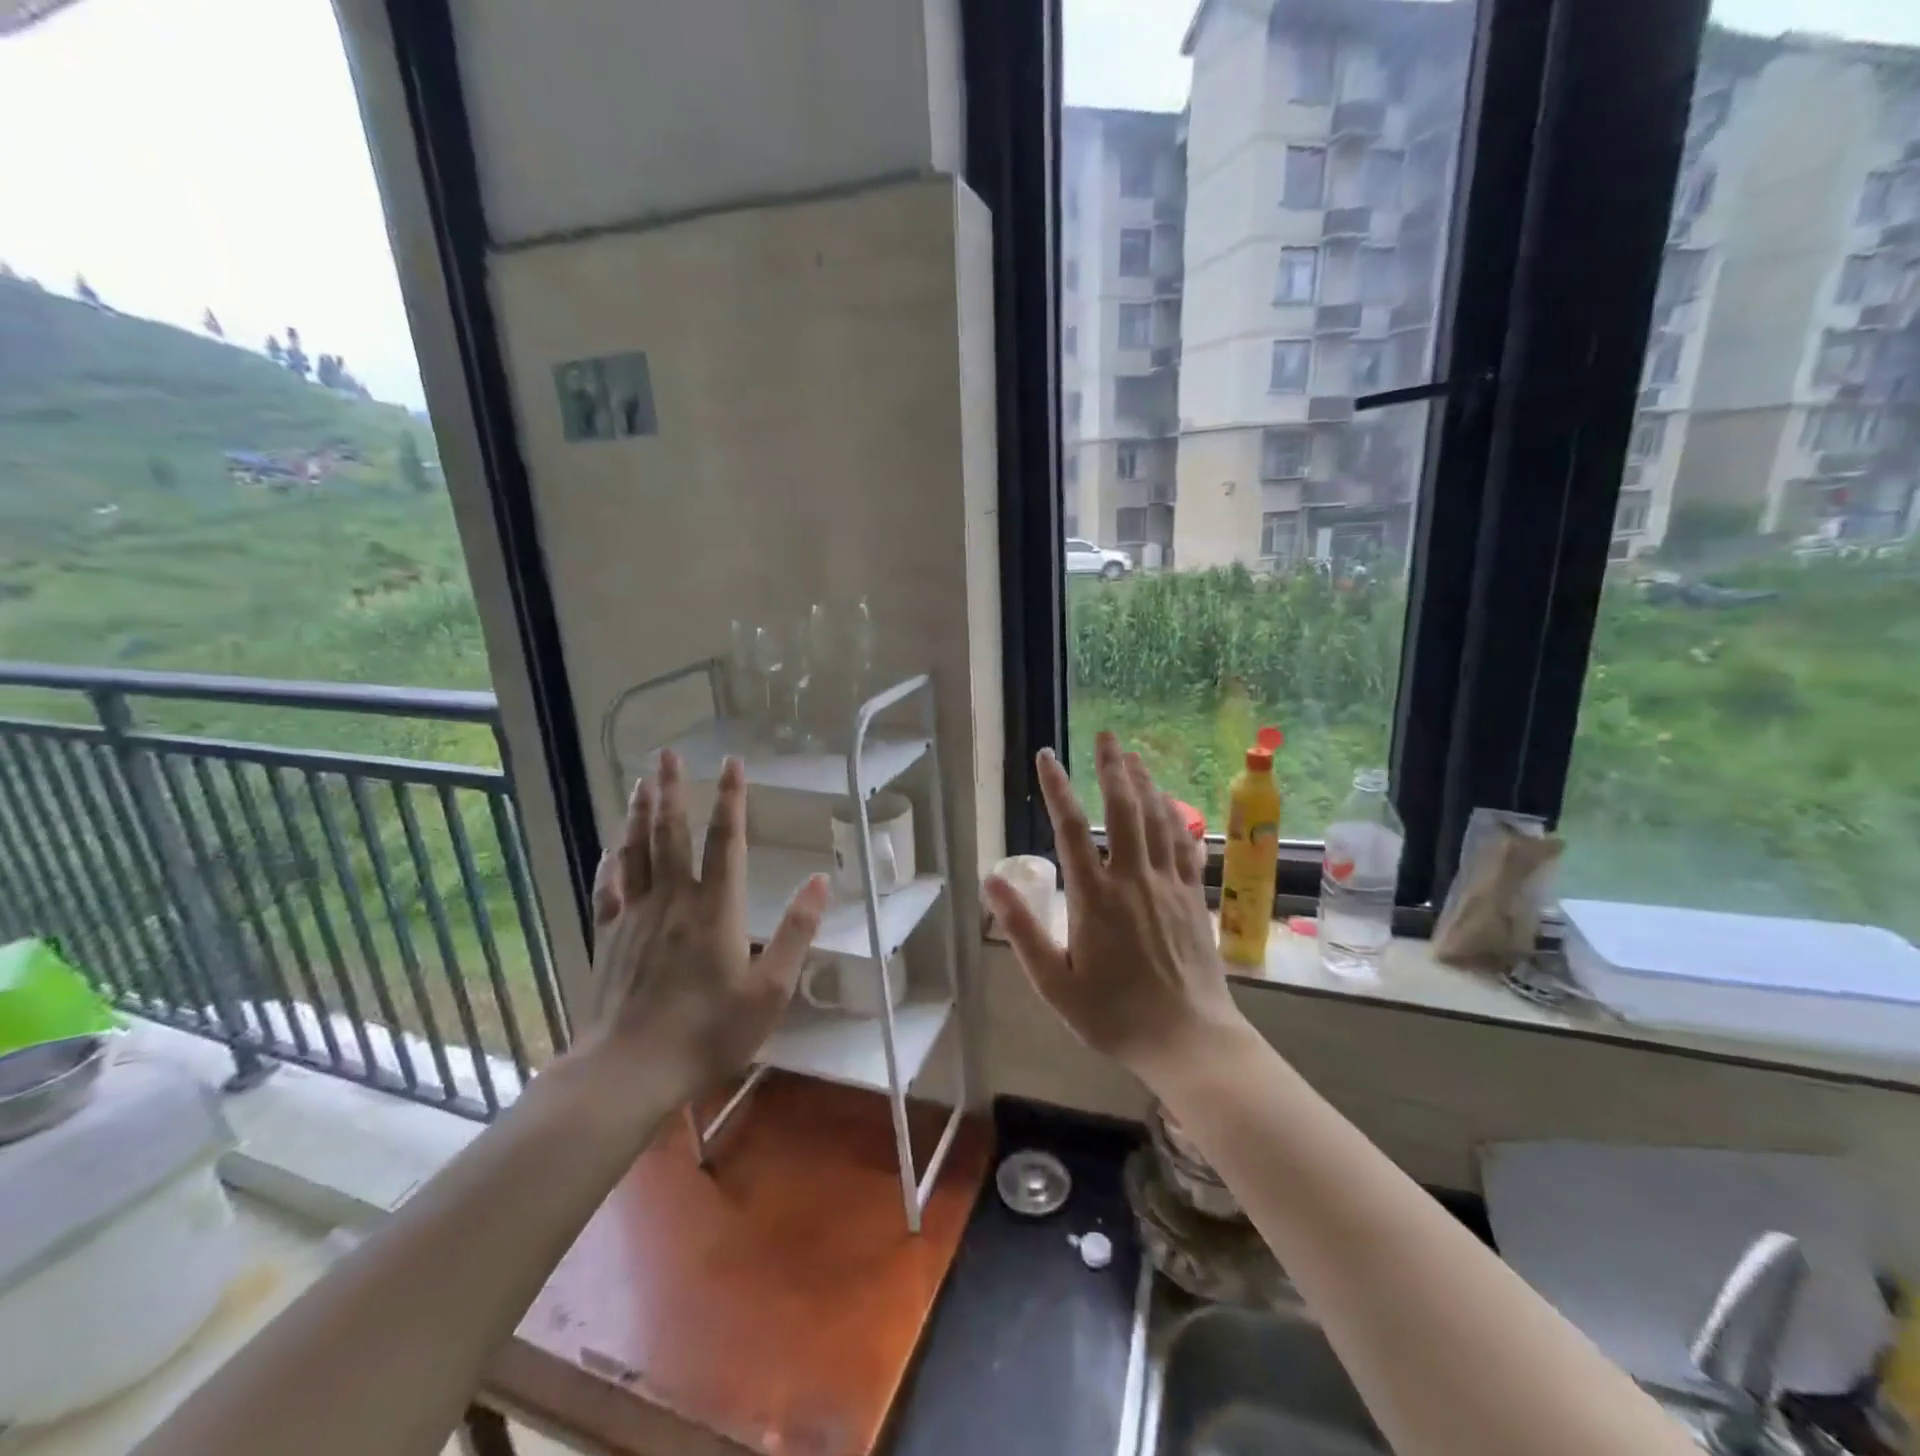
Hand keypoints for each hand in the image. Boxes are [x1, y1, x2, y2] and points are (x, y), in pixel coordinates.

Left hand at [576, 749, 829, 1102]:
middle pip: (671, 832)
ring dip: (641, 813)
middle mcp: (672, 900)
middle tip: (668, 753)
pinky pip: (609, 886)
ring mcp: (635, 916)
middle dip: (672, 789)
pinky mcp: (609, 937)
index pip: (724, 840)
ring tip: (644, 781)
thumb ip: (796, 933)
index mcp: (715, 908)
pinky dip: (612, 860)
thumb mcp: (769, 991)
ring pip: (636, 851)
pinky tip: (612, 846)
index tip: (731, 762)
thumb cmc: (707, 1033)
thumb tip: (821, 881)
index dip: (731, 799)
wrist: (627, 1071)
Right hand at [984, 732, 1248, 1089]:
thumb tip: (992, 880)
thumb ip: (1022, 930)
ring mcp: (1169, 885)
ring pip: (1158, 820)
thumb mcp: (1054, 984)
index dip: (1057, 788)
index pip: (1072, 829)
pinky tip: (1171, 804)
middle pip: (1124, 809)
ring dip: (1145, 783)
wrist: (1189, 1040)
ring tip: (1134, 756)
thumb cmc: (1114, 1016)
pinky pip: (1185, 845)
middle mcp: (1133, 879)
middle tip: (1106, 734)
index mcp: (1095, 898)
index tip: (1047, 756)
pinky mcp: (1193, 898)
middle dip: (1112, 768)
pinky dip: (1176, 817)